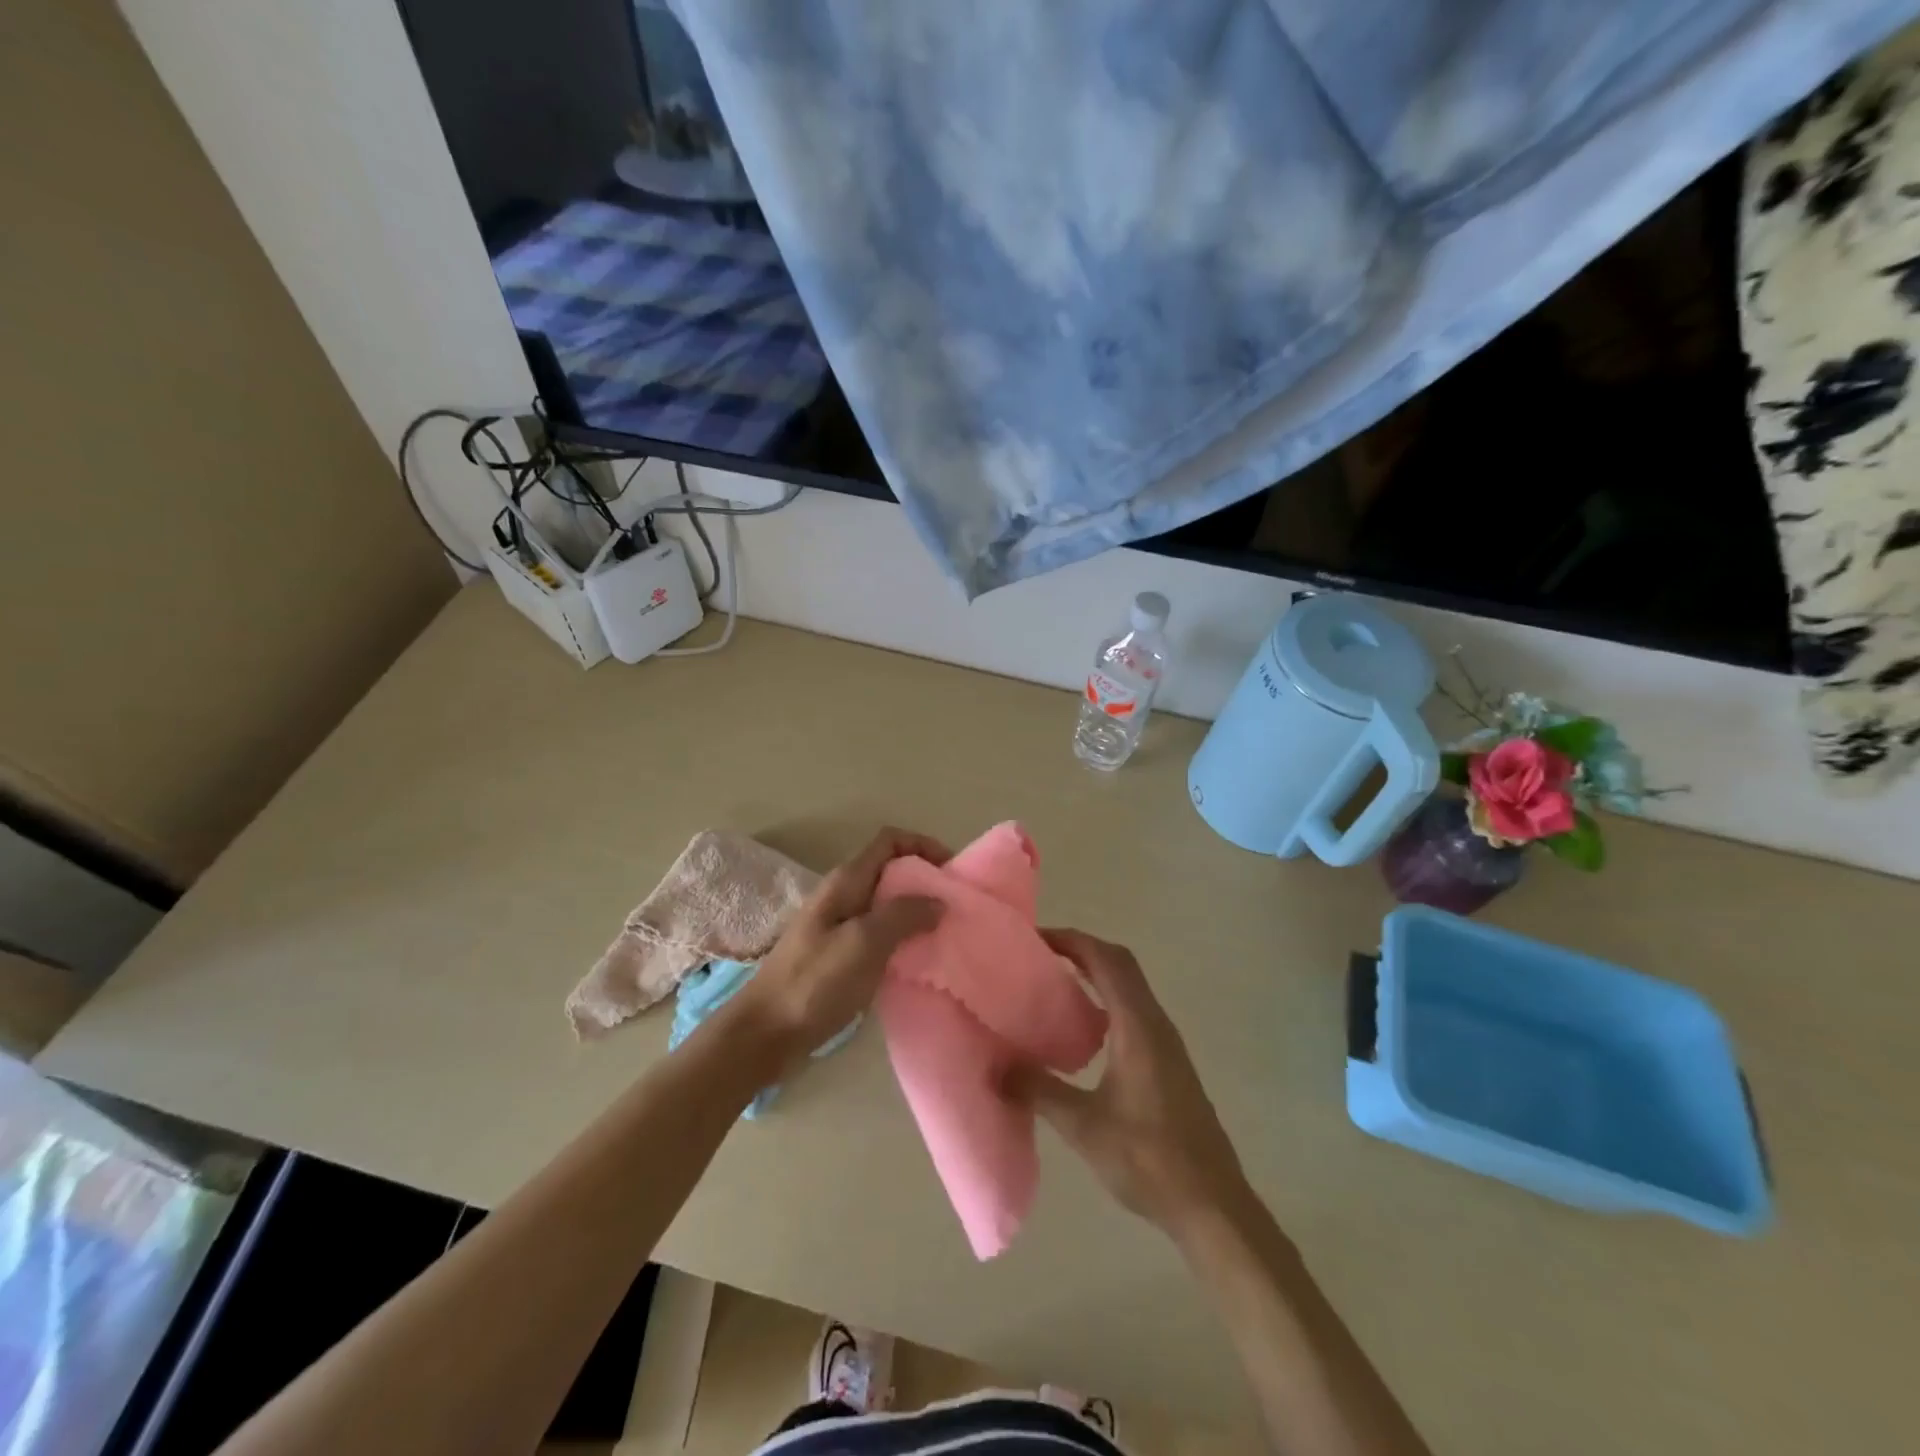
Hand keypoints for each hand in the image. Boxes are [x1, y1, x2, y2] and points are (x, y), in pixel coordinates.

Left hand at [735, 827, 947, 1067]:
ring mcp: (840, 926)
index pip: (890, 841)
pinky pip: (879, 934)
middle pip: (891, 871)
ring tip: (945, 933)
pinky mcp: (840, 955)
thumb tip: (938, 900)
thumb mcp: (864, 942)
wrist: (765, 1033)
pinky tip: (918, 959)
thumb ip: (903, 915)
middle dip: (925, 881)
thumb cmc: (814, 982)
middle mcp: (843, 895)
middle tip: (956, 906)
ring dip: (917, 912)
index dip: (923, 845)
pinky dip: (903, 938)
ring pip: (887, 904)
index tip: (952, 870)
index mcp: (846, 881)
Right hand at [1009, 929, 1252, 1241]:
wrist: (1213, 1205)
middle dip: (1081, 949)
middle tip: (1039, 956)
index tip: (1035, 939)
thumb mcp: (1084, 1127)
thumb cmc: (1149, 1160)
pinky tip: (1082, 1031)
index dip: (1072, 940)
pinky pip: (1135, 1010)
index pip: (1106, 960)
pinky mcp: (1170, 1062)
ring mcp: (1167, 1042)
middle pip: (1121, 964)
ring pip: (1130, 986)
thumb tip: (997, 1068)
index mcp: (1138, 1026)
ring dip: (1096, 973)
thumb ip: (1040, 1091)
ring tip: (1054, 984)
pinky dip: (1107, 999)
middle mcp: (1156, 1023)